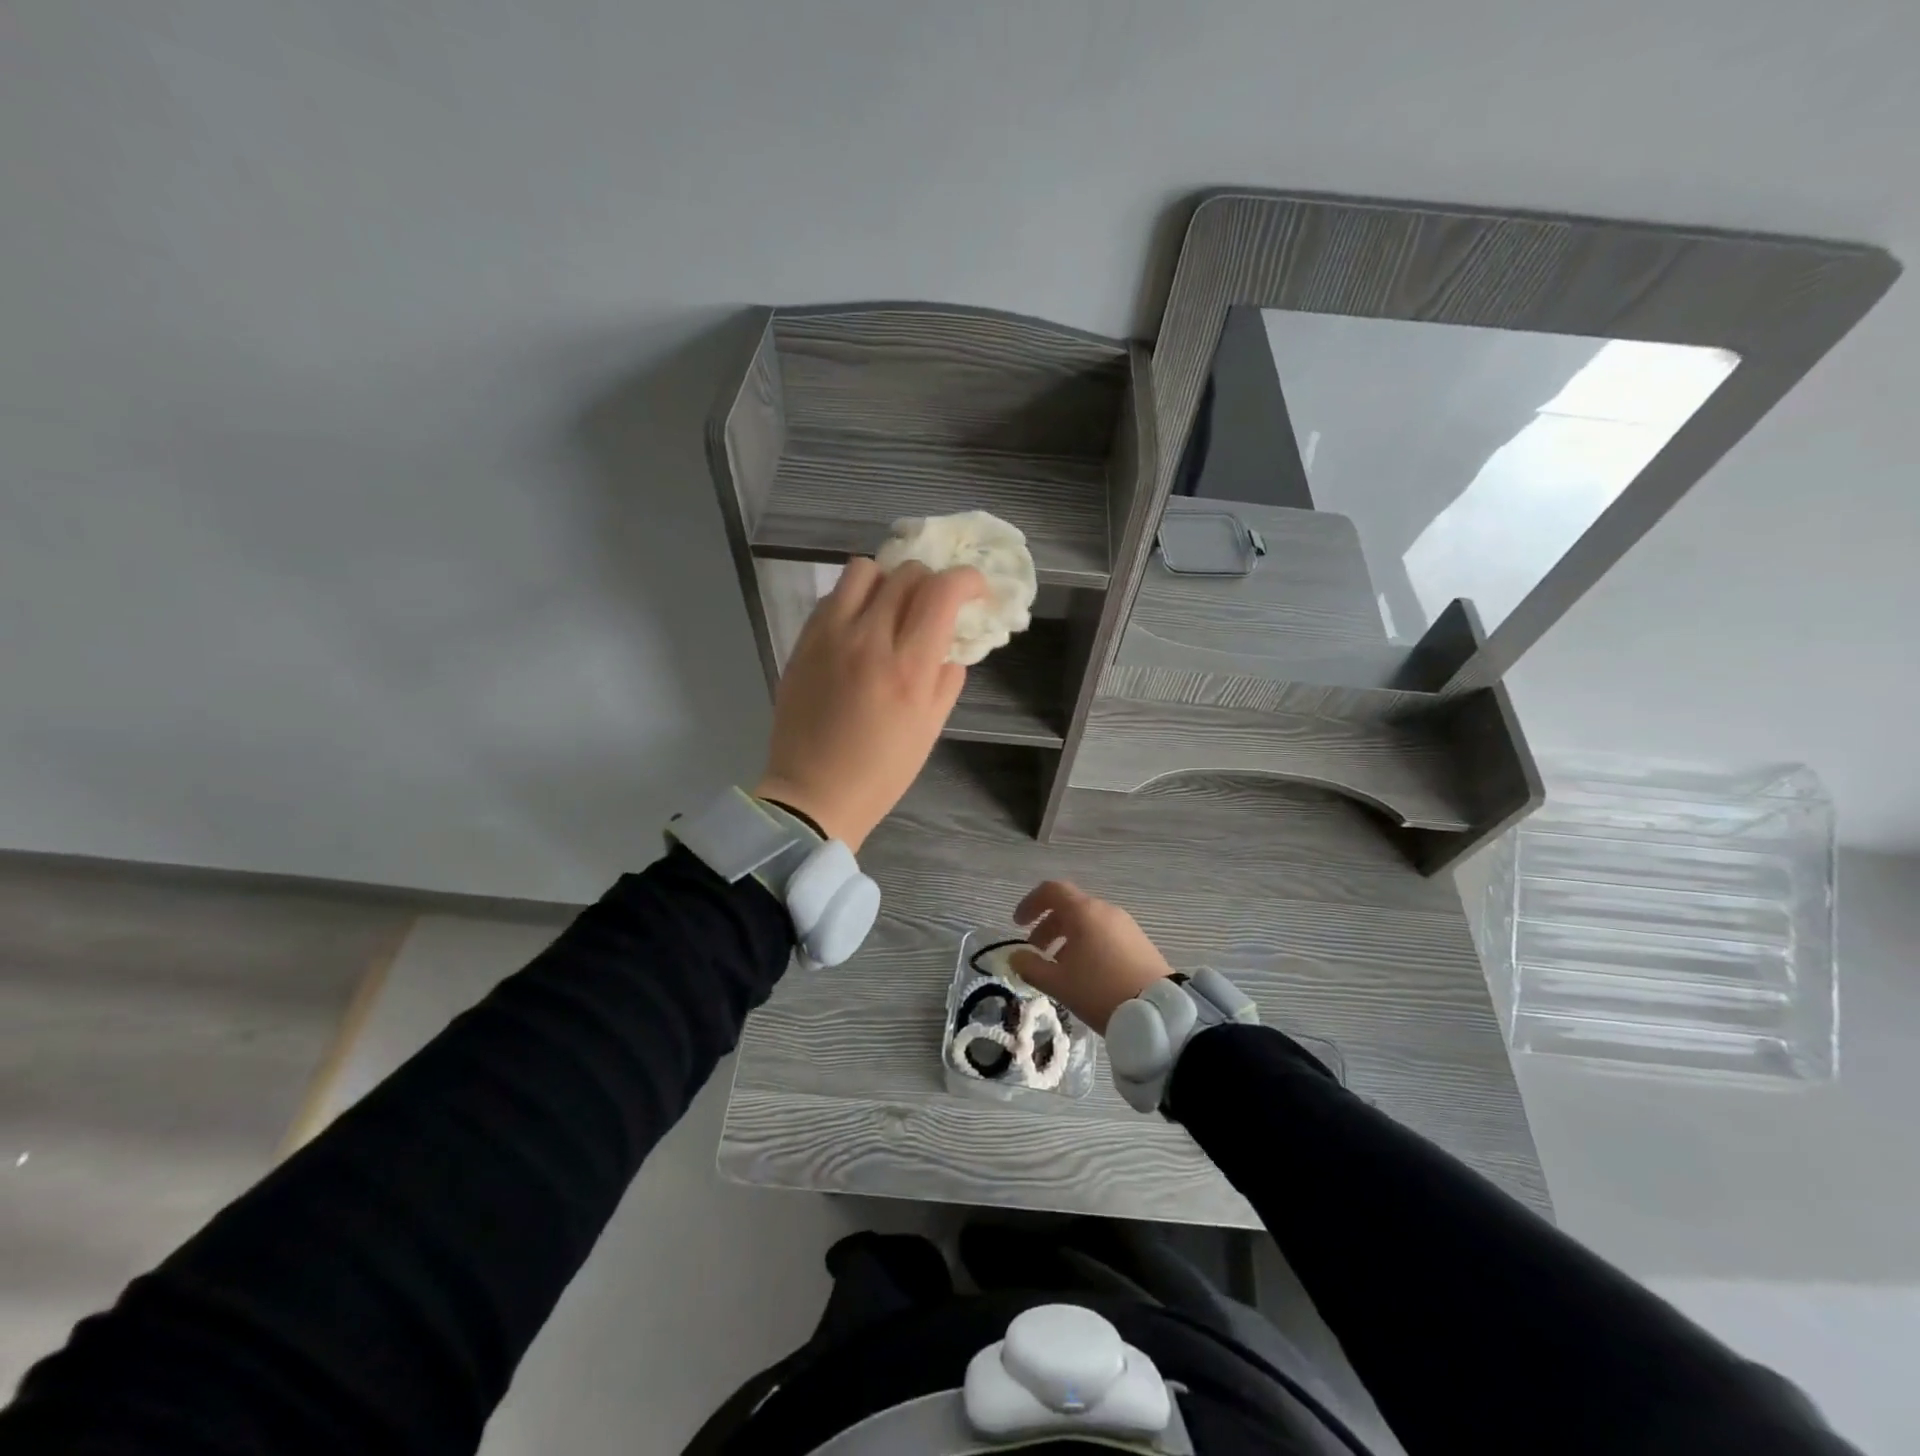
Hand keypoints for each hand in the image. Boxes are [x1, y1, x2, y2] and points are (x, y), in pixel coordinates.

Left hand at [755, 557, 986, 852]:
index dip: (968, 580)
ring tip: (891, 608)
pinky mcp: (804, 642)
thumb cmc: (881, 772)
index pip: (942, 591)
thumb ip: (947, 678)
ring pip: (864, 570)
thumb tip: (948, 644)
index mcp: (908, 668)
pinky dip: (854, 600)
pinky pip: (833, 596)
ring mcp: (830, 636)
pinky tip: (859, 628)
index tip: (975, 591)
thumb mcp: (930, 729)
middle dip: (931, 582)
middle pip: (907, 573)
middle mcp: (869, 639)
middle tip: (933, 606)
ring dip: (888, 581)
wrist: (813, 794)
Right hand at [1007, 881, 1174, 1034]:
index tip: (1017, 924)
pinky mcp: (1139, 942)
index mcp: (1084, 912)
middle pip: (1070, 907)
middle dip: (1047, 927)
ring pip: (1088, 922)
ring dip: (1067, 938)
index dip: (1030, 903)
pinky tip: (1085, 973)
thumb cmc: (1100, 990)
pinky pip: (1104, 934)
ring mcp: (1126, 925)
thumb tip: (1015, 957)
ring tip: (1059, 967)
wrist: (1158, 1012)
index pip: (1052, 891)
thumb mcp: (1058, 983)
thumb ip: (1030, 967)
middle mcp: (1105, 910)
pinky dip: (1087, 944)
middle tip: (1035, 952)